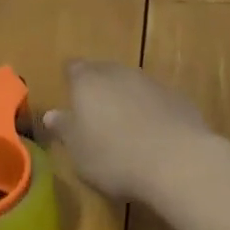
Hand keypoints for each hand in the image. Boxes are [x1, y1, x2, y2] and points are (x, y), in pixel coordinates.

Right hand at [42, 60, 215, 205]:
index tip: (71, 99)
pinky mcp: (178, 97)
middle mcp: (118, 72)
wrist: (177, 162)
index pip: (73, 68)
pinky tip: (154, 137)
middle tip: (96, 117)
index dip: (71, 81)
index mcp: (87, 81)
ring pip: (132, 85)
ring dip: (127, 100)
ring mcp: (151, 82)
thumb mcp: (78, 151)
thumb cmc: (115, 157)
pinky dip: (152, 111)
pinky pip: (157, 100)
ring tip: (126, 129)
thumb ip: (64, 129)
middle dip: (99, 90)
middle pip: (104, 72)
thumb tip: (51, 114)